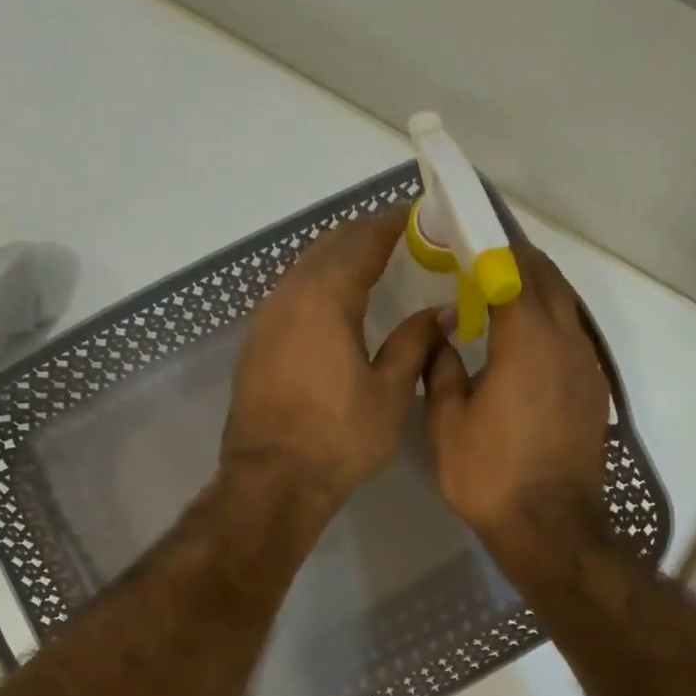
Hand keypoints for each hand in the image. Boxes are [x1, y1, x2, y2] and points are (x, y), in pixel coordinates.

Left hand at [223, 207, 443, 521]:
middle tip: (399, 237)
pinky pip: (289, 295)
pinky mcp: (254, 343)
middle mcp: (288, 296)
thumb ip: (415, 343)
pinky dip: (315, 285)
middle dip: (363, 236)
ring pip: (303, 269)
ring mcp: (265, 319)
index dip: (391, 224)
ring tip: (369, 264)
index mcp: (325, 298)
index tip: (417, 215)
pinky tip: (332, 303)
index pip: (362, 242)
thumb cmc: (339, 438)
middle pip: (328, 247)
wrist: (272, 480)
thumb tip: (440, 312)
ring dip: (336, 258)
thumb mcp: (390, 392)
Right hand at [423, 240, 609, 569]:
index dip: (490, 247)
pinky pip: (572, 337)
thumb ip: (441, 368)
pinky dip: (548, 323)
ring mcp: (587, 366)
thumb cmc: (490, 474)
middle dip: (516, 261)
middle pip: (547, 280)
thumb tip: (442, 335)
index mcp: (527, 339)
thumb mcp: (447, 422)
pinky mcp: (593, 391)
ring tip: (499, 293)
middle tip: (480, 259)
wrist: (550, 527)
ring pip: (565, 308)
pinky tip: (523, 341)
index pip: (513, 270)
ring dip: (536, 292)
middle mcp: (566, 341)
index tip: (466, 235)